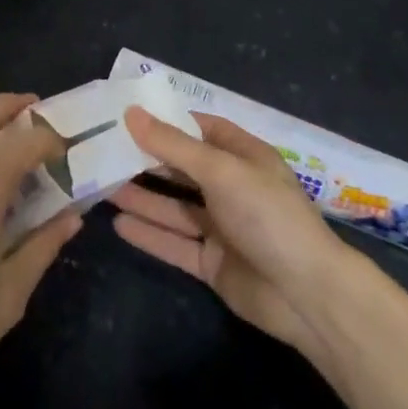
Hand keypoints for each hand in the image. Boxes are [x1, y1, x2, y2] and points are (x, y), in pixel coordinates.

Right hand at [108, 107, 346, 358]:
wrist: (307, 295)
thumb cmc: (268, 216)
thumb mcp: (220, 171)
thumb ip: (173, 145)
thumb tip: (131, 113)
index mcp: (243, 157)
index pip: (200, 129)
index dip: (167, 121)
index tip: (126, 114)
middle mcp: (232, 188)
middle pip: (182, 168)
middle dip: (145, 160)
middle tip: (102, 150)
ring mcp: (222, 227)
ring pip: (174, 207)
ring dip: (141, 197)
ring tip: (100, 185)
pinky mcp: (213, 263)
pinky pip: (174, 243)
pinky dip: (149, 234)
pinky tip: (118, 224)